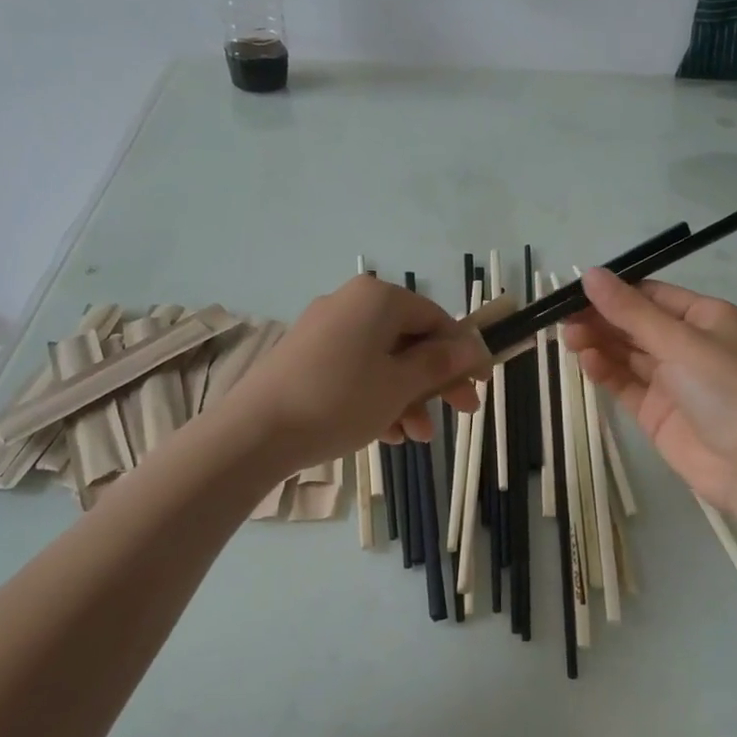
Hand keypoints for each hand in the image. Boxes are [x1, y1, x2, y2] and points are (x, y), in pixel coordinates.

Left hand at [224, 275, 487, 475]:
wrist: (256, 431)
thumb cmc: (341, 400)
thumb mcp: (401, 385)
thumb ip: (441, 363)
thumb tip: (473, 347)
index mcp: (378, 299)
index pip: (436, 319)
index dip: (463, 353)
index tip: (480, 385)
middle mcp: (351, 304)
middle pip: (410, 340)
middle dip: (436, 381)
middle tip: (461, 413)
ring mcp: (324, 330)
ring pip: (383, 361)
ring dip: (408, 397)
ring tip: (417, 437)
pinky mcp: (306, 357)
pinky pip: (355, 370)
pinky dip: (377, 397)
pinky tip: (387, 434)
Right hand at [564, 268, 736, 510]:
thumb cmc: (725, 388)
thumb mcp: (679, 341)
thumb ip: (631, 311)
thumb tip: (590, 274)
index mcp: (707, 318)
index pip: (654, 296)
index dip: (616, 291)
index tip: (578, 289)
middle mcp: (689, 345)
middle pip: (637, 324)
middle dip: (602, 319)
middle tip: (563, 317)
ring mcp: (672, 380)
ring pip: (627, 354)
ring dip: (599, 343)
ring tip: (569, 338)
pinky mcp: (656, 411)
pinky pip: (625, 383)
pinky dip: (605, 371)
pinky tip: (586, 361)